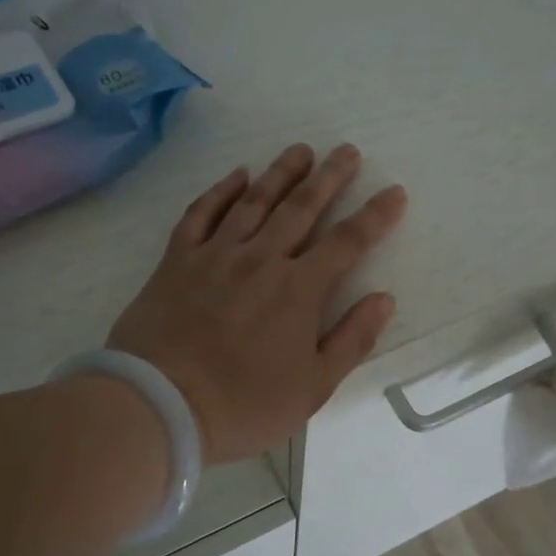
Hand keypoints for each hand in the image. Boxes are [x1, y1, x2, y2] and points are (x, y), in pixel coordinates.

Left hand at [108, 143, 407, 463]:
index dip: (375, 216)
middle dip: (330, 177)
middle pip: (302, 208)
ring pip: (255, 201)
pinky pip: (201, 213)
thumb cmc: (243, 404)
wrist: (160, 405)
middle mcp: (261, 259)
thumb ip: (351, 340)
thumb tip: (384, 299)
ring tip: (301, 150)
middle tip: (347, 150)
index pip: (347, 242)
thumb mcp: (312, 388)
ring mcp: (215, 255)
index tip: (395, 191)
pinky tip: (237, 175)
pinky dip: (221, 191)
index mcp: (299, 290)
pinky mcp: (177, 260)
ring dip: (281, 172)